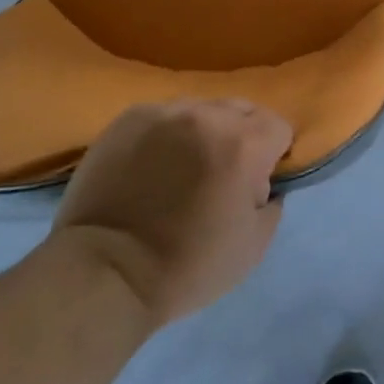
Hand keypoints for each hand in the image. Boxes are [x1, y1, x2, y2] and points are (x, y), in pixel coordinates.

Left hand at [52, 99, 292, 327]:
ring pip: (202, 109)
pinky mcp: (131, 117)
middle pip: (242, 110)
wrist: (104, 274)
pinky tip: (150, 165)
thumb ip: (272, 204)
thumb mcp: (252, 248)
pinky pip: (164, 115)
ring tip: (181, 168)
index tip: (254, 182)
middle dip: (240, 138)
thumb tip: (264, 184)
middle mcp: (209, 116)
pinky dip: (166, 134)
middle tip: (219, 175)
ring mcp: (167, 112)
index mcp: (244, 144)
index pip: (278, 126)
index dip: (272, 156)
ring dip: (202, 132)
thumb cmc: (186, 266)